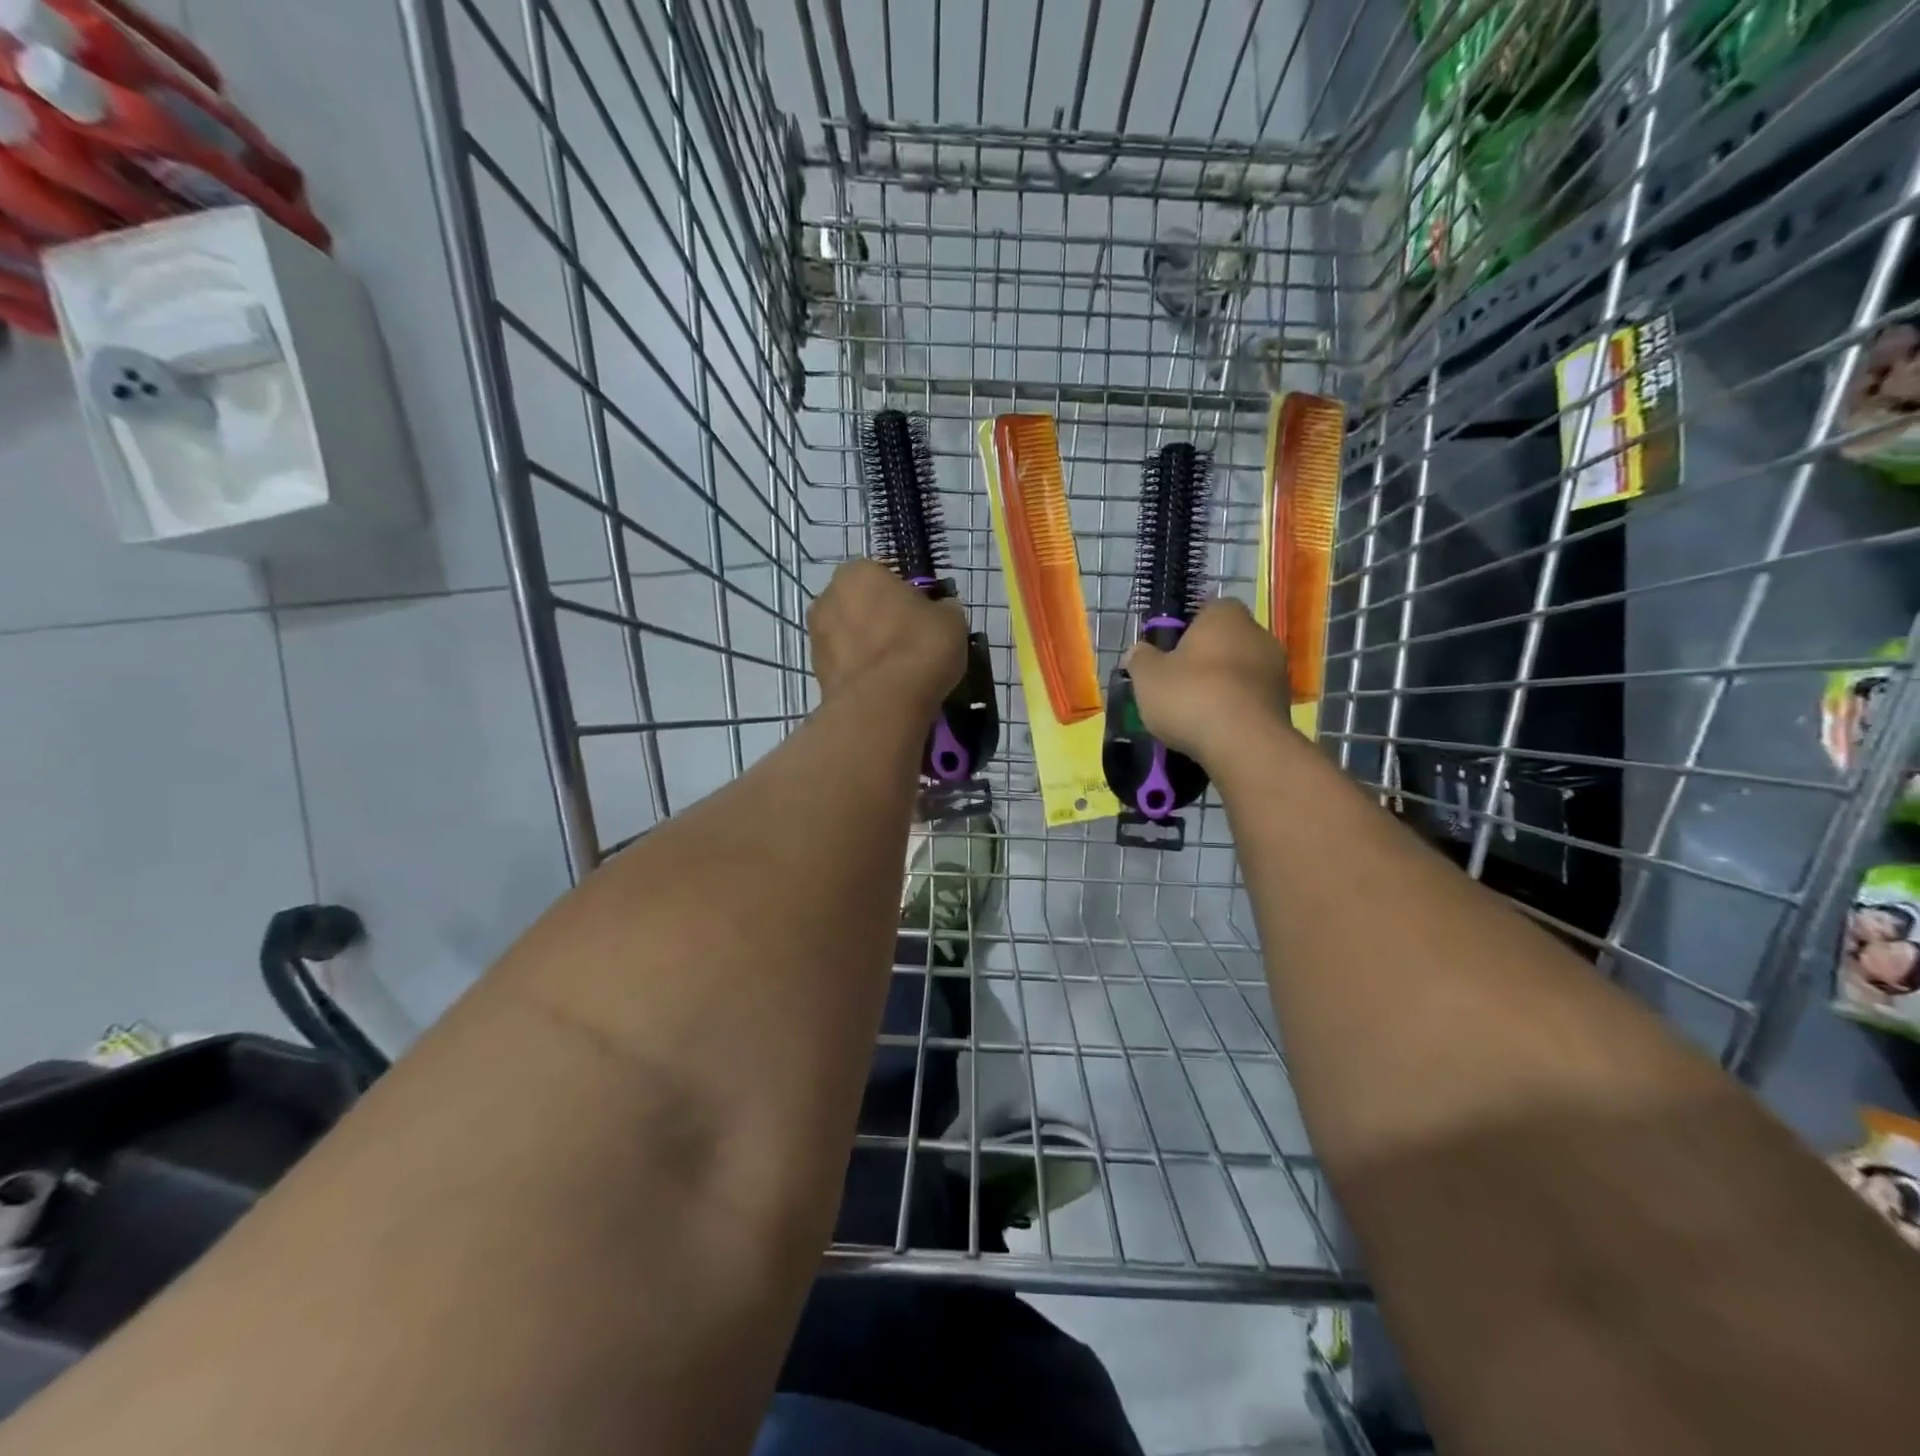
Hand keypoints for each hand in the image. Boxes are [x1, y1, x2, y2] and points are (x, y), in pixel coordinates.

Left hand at [809, 559, 966, 707]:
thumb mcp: (951, 619)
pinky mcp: (816, 672)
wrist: (883, 705)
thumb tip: (940, 611)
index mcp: (858, 571)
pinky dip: (862, 672)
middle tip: (911, 643)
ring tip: (899, 671)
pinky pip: (847, 665)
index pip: (883, 575)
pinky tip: (885, 688)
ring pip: (850, 636)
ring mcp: (817, 636)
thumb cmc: (919, 647)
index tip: (923, 616)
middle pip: (861, 605)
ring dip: (869, 648)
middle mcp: (828, 597)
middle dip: (881, 620)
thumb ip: (942, 608)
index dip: (905, 596)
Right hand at [1126, 598, 1290, 766]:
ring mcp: (1277, 669)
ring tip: (1195, 712)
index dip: (1186, 629)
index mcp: (1225, 616)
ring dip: (1222, 685)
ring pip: (1240, 671)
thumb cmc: (1191, 696)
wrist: (1243, 745)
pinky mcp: (1284, 703)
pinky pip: (1251, 698)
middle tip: (1178, 683)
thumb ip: (1140, 658)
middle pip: (1225, 641)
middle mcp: (1258, 634)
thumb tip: (1138, 651)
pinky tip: (1215, 729)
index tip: (1168, 652)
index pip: (1206, 609)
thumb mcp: (1147, 676)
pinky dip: (1235, 708)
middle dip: (1204, 659)